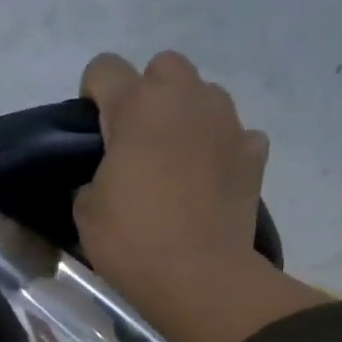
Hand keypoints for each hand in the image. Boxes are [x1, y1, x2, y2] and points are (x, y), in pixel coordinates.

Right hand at [74, 51, 325, 341]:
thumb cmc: (131, 240)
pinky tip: (208, 181)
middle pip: (164, 66)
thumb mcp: (86, 210)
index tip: (91, 127)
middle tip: (137, 138)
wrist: (198, 276)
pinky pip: (234, 134)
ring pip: (203, 95)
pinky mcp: (254, 151)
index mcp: (136, 107)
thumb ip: (94, 175)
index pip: (105, 68)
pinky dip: (220, 149)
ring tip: (175, 159)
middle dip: (148, 92)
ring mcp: (227, 122)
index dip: (92, 92)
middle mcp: (185, 99)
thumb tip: (110, 174)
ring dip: (186, 116)